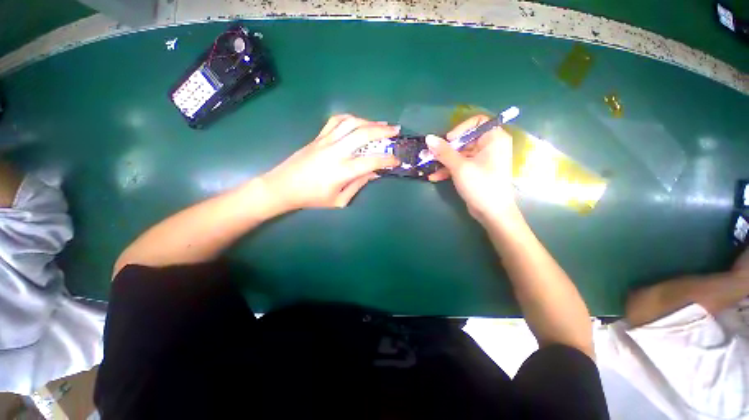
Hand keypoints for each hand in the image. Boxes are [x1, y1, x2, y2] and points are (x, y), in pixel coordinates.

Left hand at [260, 115, 399, 210]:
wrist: (283, 186)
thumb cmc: (312, 198)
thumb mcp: (339, 200)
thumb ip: (358, 185)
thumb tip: (374, 173)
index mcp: (342, 171)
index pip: (371, 162)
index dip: (387, 160)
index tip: (397, 160)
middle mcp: (336, 152)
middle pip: (363, 134)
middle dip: (383, 131)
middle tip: (396, 131)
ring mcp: (326, 141)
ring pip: (351, 123)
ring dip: (369, 121)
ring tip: (381, 124)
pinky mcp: (318, 137)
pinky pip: (335, 121)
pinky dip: (350, 118)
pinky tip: (358, 121)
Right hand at [425, 115, 515, 221]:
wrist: (492, 212)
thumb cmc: (480, 185)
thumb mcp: (460, 167)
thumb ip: (443, 152)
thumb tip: (428, 138)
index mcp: (493, 139)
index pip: (477, 122)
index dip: (461, 128)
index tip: (448, 140)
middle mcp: (489, 146)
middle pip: (465, 140)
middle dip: (446, 149)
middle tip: (431, 155)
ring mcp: (482, 160)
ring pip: (460, 154)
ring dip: (444, 161)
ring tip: (428, 167)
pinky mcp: (475, 171)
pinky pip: (460, 165)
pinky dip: (449, 170)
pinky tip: (434, 177)